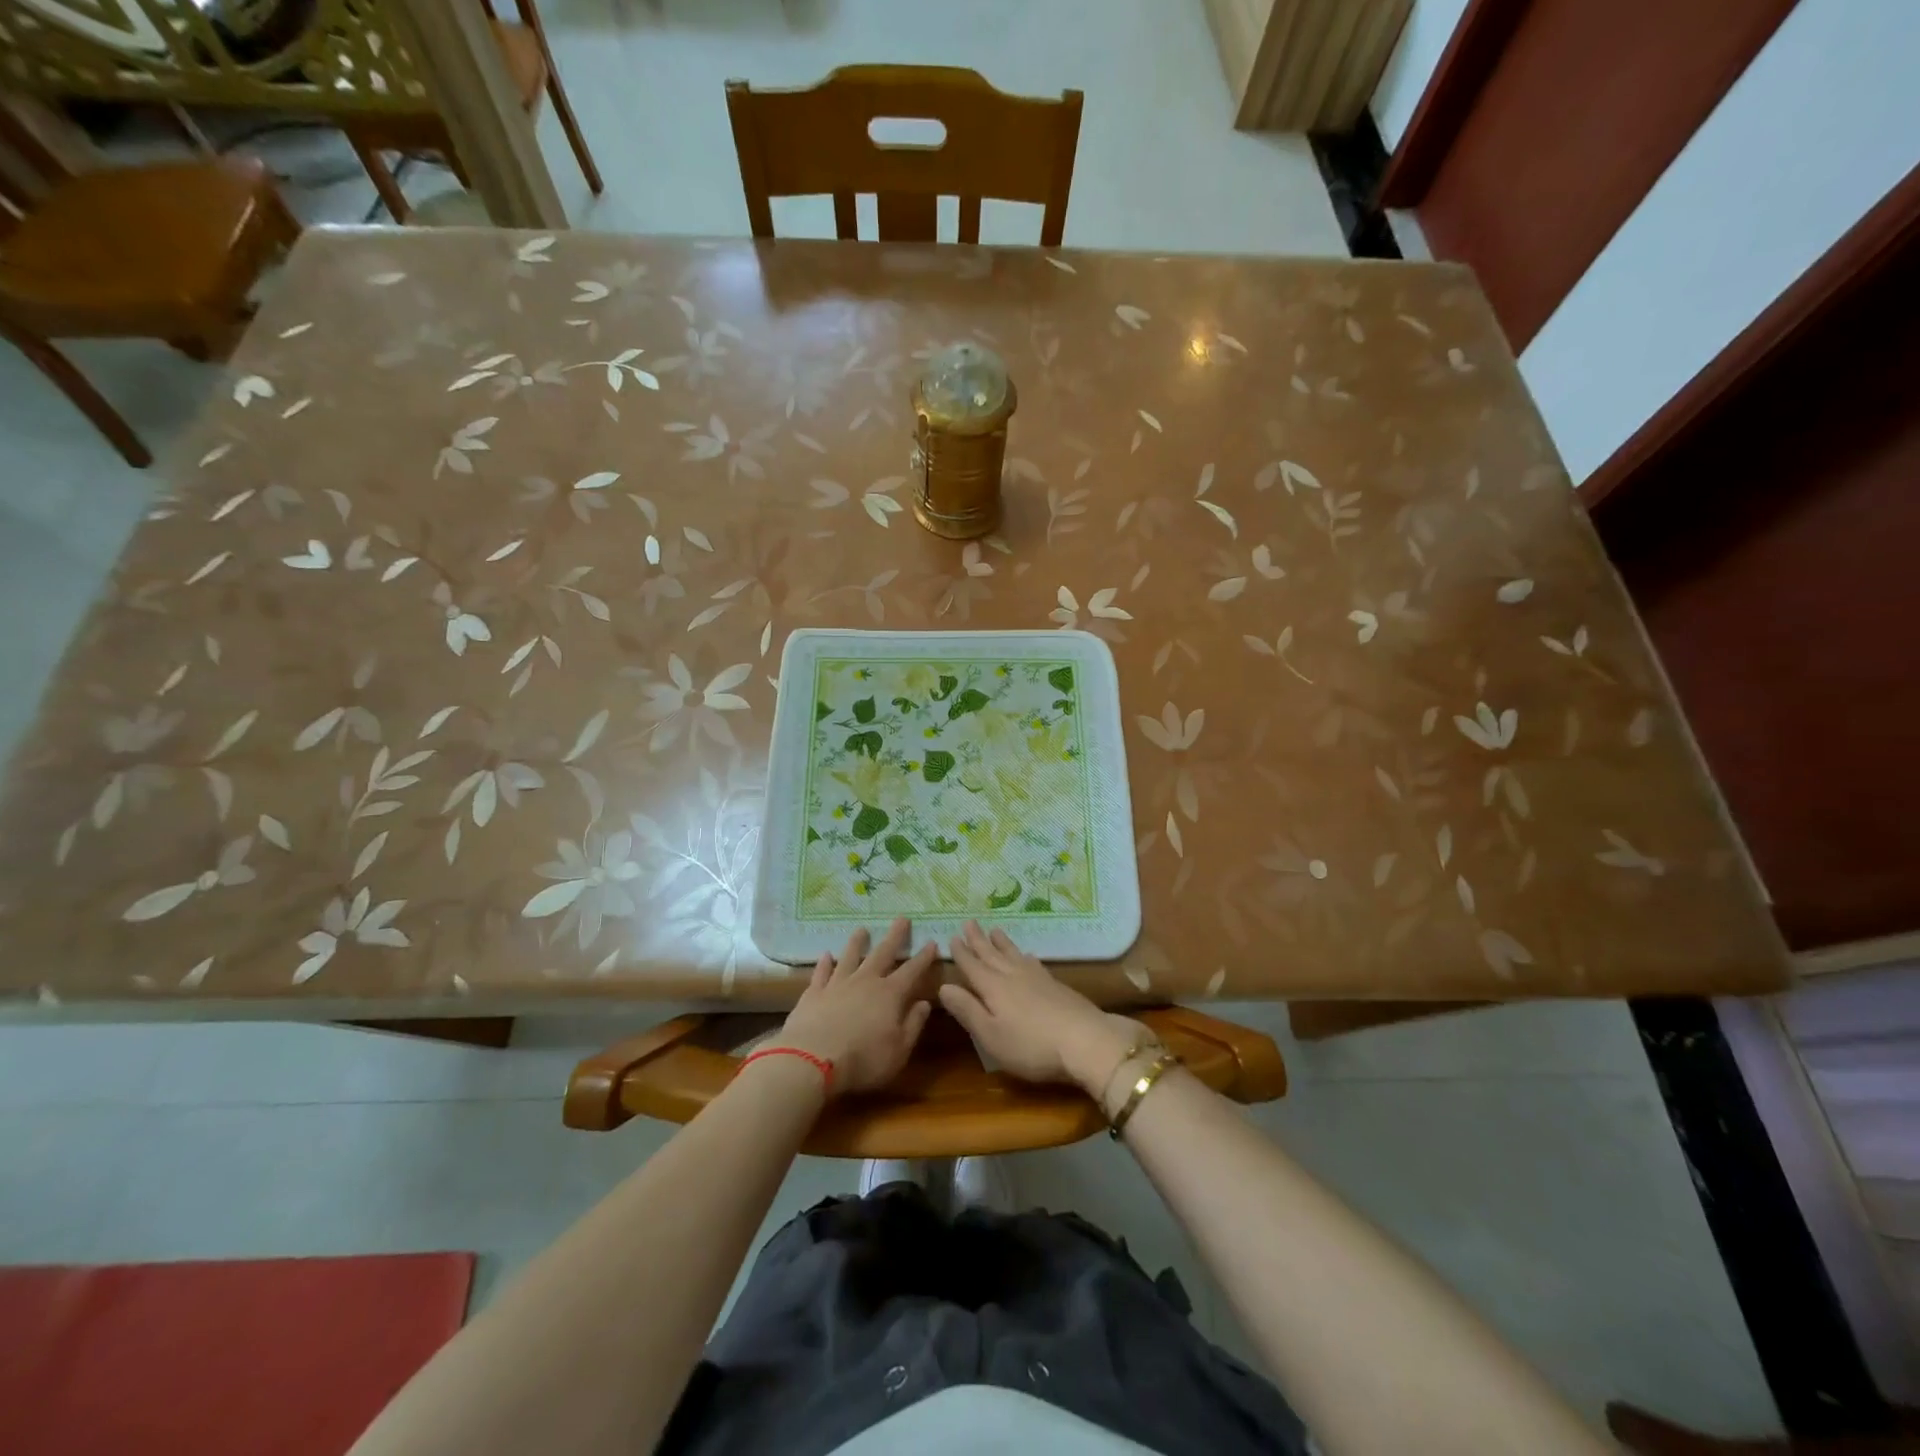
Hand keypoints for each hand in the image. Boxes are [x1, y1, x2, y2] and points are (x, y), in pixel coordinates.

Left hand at [777, 918, 938, 1096]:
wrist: (812, 1059)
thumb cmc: (864, 1059)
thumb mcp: (899, 1050)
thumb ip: (913, 1024)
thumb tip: (925, 1003)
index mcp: (890, 994)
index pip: (912, 971)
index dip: (923, 957)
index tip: (932, 942)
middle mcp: (865, 981)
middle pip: (882, 953)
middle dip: (894, 936)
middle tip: (902, 918)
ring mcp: (837, 984)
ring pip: (850, 956)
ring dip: (857, 942)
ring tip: (862, 929)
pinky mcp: (814, 993)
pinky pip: (821, 972)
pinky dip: (824, 963)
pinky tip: (826, 955)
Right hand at [940, 921, 1145, 1097]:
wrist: (1084, 1039)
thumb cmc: (1030, 1044)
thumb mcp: (990, 1035)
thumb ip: (967, 1009)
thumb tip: (943, 986)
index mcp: (993, 987)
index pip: (972, 966)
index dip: (961, 953)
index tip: (952, 937)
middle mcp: (1012, 976)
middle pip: (992, 954)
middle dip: (978, 940)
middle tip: (969, 922)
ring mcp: (1036, 977)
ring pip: (1013, 954)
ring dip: (1001, 942)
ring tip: (995, 930)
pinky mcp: (1055, 984)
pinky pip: (1032, 962)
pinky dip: (1024, 956)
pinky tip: (1027, 955)